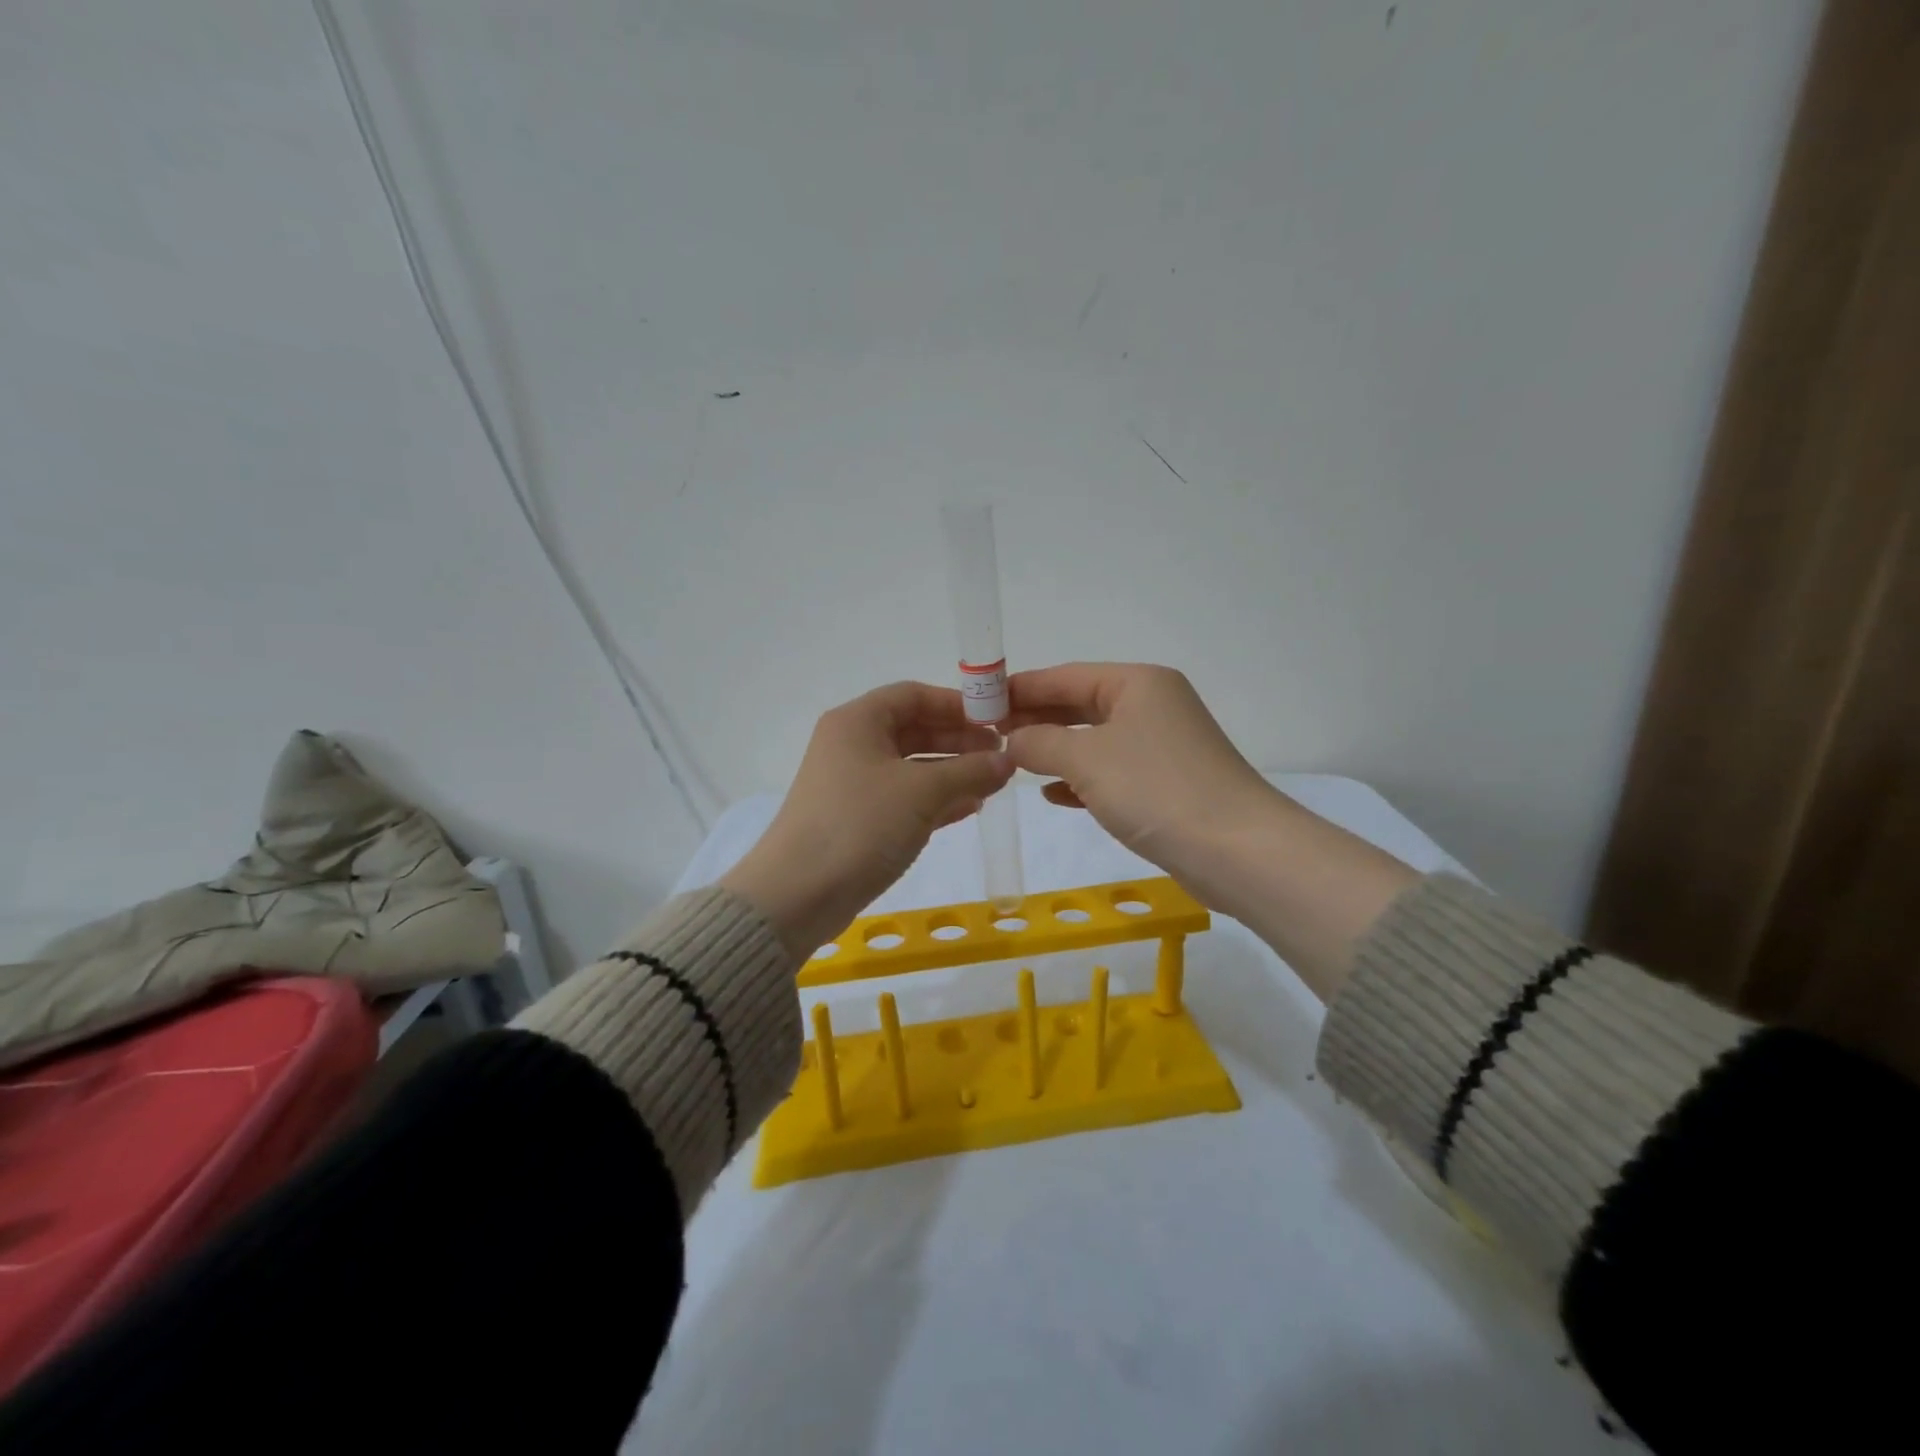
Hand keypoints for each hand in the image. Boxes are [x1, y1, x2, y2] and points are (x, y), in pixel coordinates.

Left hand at [721, 682, 1012, 960]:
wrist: (799, 894)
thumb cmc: (861, 824)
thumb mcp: (922, 792)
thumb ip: (969, 772)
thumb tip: (1006, 761)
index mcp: (858, 722)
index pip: (913, 695)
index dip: (956, 705)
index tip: (996, 721)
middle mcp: (852, 745)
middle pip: (914, 730)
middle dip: (959, 741)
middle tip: (1001, 756)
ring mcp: (853, 785)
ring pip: (912, 767)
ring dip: (952, 773)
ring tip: (993, 784)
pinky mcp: (858, 820)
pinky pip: (904, 798)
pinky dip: (936, 800)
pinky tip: (969, 809)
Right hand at [1003, 663, 1278, 887]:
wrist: (1237, 851)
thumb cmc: (1156, 789)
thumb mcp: (1086, 759)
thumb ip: (1040, 742)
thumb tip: (1013, 740)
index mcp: (1137, 683)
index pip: (1066, 676)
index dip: (1020, 688)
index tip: (979, 702)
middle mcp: (1151, 706)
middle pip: (1080, 705)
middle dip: (1036, 719)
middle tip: (988, 735)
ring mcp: (1161, 746)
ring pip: (1094, 740)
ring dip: (1054, 750)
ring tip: (1012, 761)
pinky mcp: (1165, 784)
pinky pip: (1110, 772)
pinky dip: (1080, 779)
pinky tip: (1052, 794)